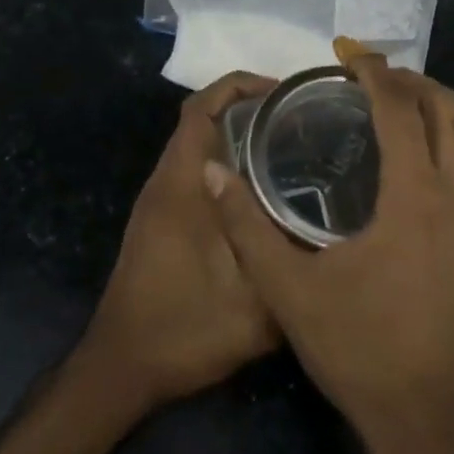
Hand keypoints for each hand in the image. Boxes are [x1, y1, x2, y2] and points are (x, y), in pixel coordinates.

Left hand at [81, 72, 281, 408]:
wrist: (123, 367)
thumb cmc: (184, 330)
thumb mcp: (255, 305)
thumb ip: (291, 262)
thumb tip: (330, 230)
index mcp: (183, 185)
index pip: (202, 109)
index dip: (240, 86)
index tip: (284, 93)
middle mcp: (166, 183)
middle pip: (200, 120)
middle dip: (247, 107)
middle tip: (300, 119)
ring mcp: (159, 202)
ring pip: (197, 147)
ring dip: (236, 136)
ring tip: (289, 146)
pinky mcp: (160, 221)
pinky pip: (194, 172)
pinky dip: (225, 164)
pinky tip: (262, 191)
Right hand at [203, 39, 453, 453]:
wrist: (425, 419)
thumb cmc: (357, 350)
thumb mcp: (289, 289)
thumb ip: (246, 226)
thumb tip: (212, 171)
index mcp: (417, 199)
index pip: (403, 111)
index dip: (376, 75)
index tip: (348, 57)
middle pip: (449, 110)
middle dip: (410, 81)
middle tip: (367, 76)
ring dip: (427, 112)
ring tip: (380, 110)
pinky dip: (436, 147)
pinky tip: (399, 168)